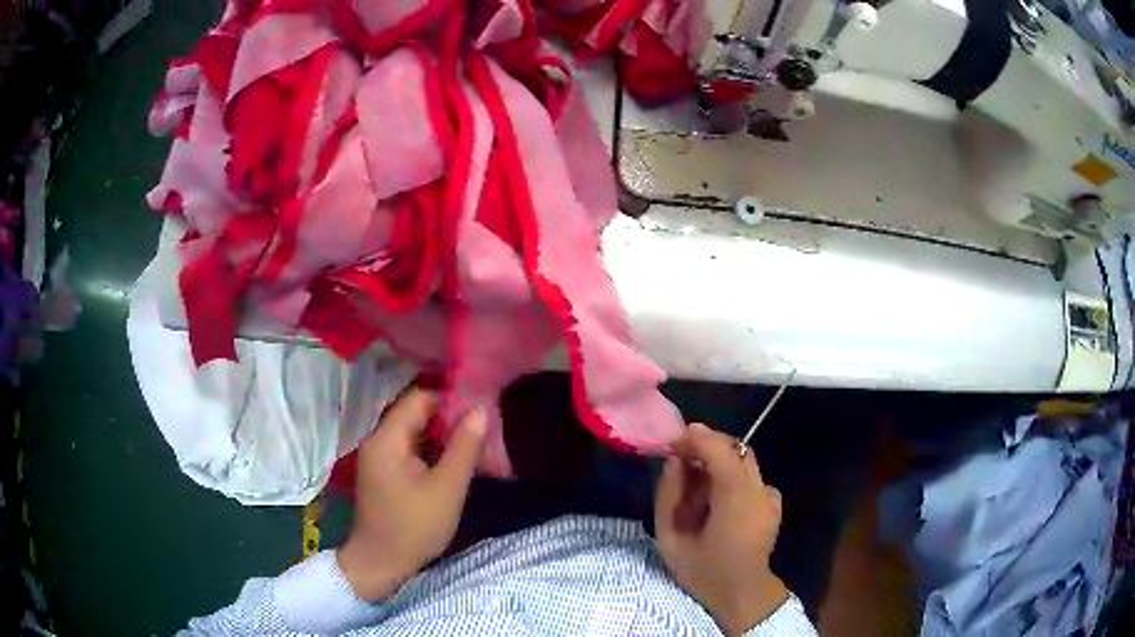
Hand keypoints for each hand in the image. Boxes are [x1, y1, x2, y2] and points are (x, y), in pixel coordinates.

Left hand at [337, 389, 485, 601]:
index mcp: (387, 439)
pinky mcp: (382, 472)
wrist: (381, 564)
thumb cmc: (414, 527)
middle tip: (481, 430)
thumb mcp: (447, 489)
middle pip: (415, 413)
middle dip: (448, 419)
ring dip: (441, 436)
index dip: (450, 400)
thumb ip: (464, 447)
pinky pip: (408, 449)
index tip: (479, 412)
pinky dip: (430, 451)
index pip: (419, 399)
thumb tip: (480, 410)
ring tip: (472, 446)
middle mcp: (377, 440)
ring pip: (413, 432)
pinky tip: (452, 463)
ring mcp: (377, 456)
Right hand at [655, 423, 787, 635]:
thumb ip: (669, 496)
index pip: (719, 449)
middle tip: (681, 460)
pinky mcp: (774, 502)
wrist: (740, 593)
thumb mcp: (670, 537)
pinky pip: (750, 477)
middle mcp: (759, 490)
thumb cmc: (702, 570)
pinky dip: (732, 478)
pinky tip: (719, 501)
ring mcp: (770, 495)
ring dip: (718, 462)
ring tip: (697, 486)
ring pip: (743, 460)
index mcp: (735, 499)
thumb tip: (674, 461)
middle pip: (734, 449)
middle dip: (707, 447)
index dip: (694, 439)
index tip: (672, 444)